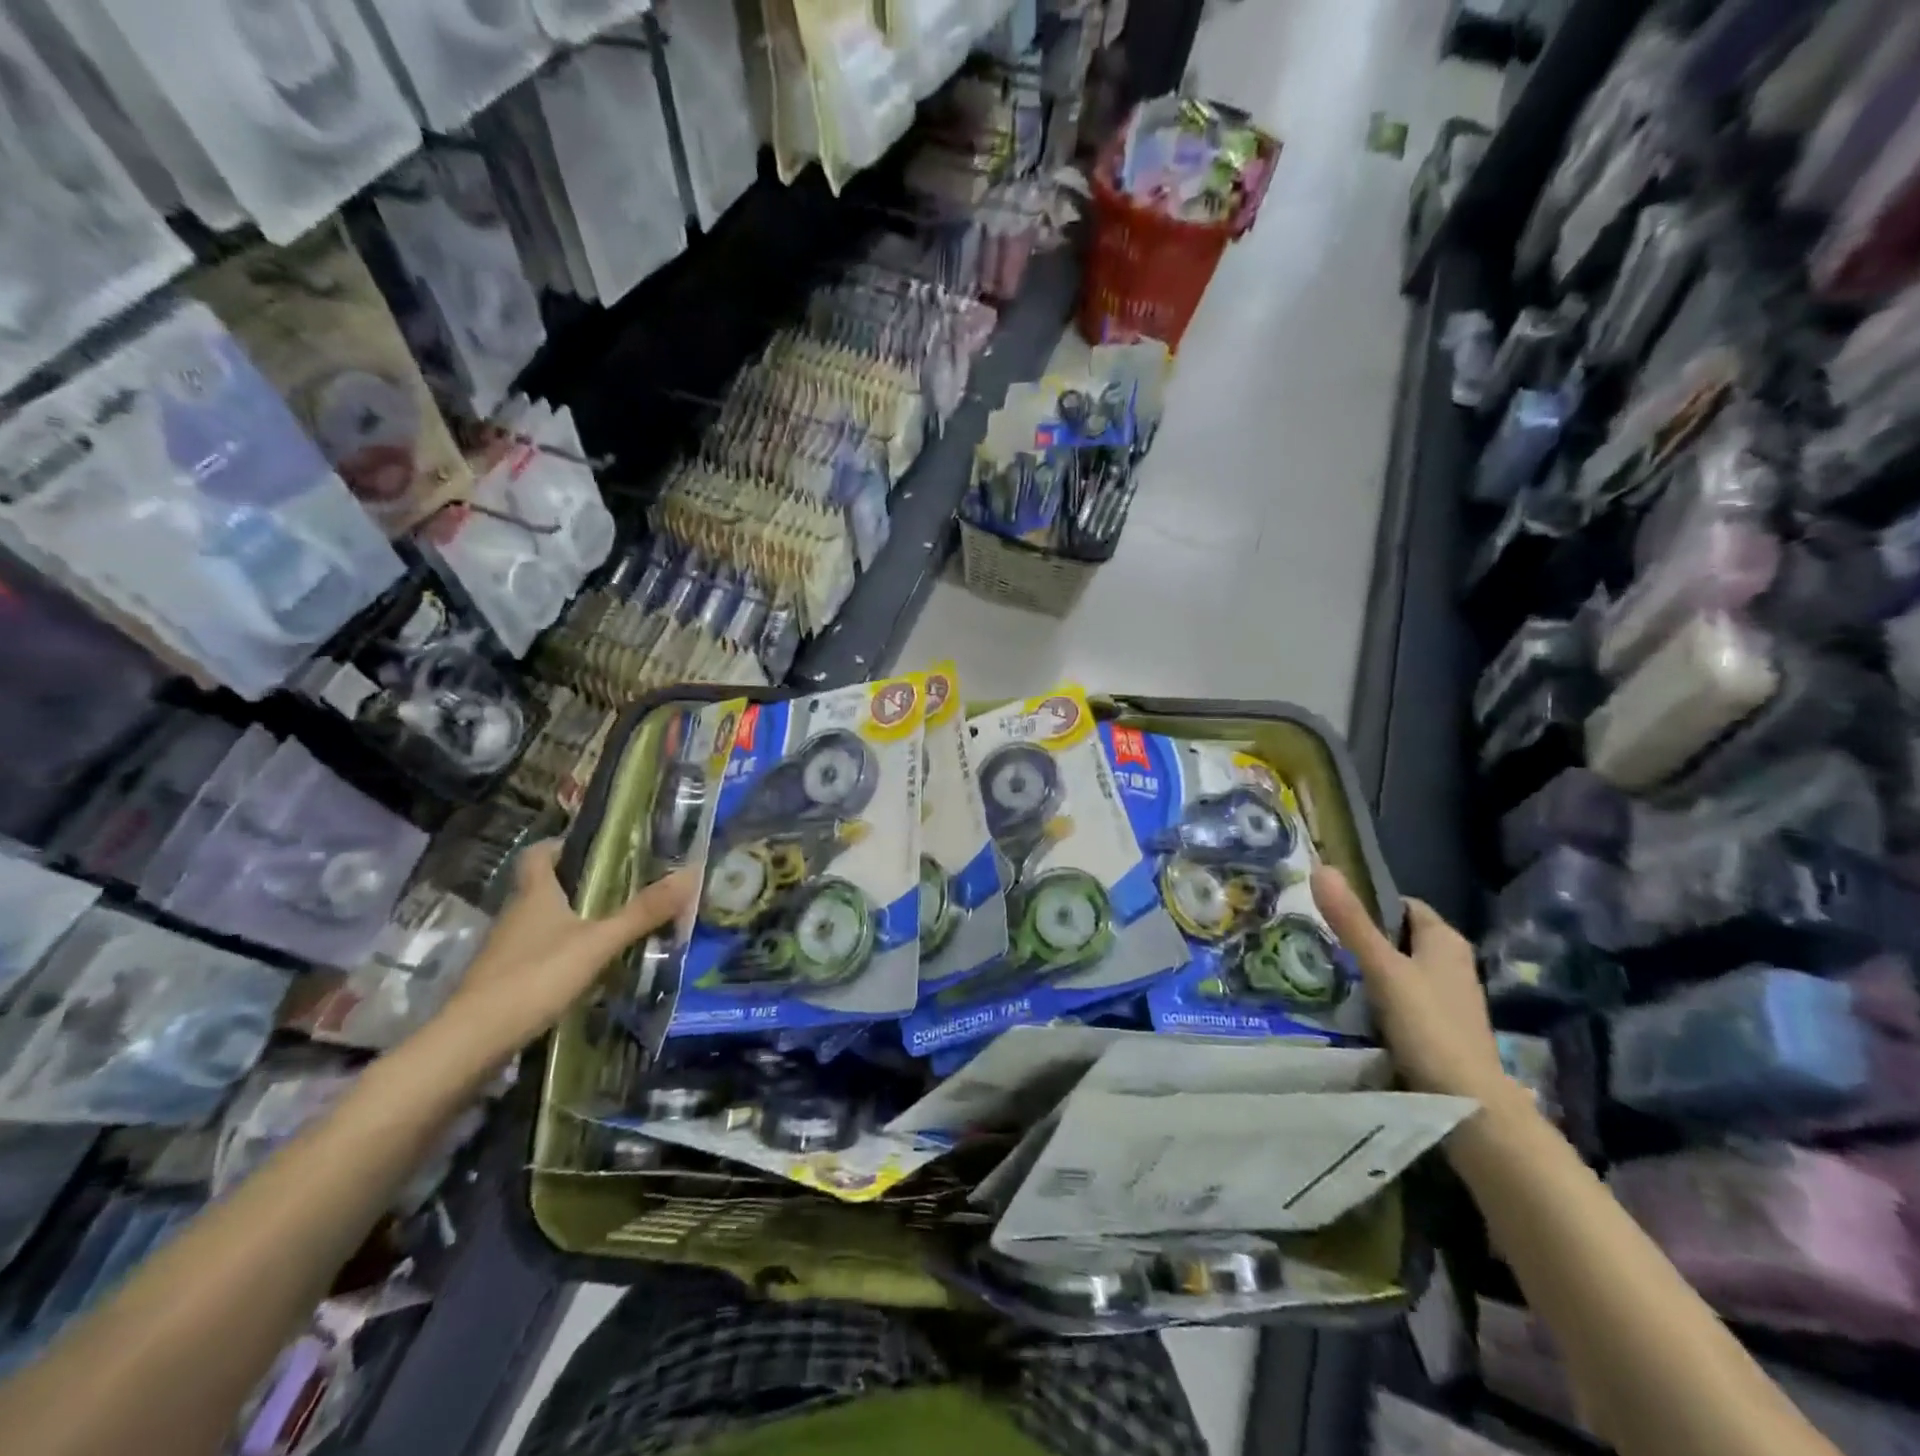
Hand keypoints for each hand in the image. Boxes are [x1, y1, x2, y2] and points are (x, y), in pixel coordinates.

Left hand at [438, 841, 697, 1058]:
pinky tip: (587, 968)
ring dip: (571, 921)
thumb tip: (690, 873)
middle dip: (578, 884)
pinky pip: (537, 954)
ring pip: (541, 923)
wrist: (471, 1042)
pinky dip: (561, 954)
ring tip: (613, 927)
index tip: (594, 848)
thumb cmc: (535, 977)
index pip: (538, 854)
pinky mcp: (503, 981)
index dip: (561, 845)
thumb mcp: (598, 942)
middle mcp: (515, 915)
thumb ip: (643, 912)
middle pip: (543, 887)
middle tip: (621, 887)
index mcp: (534, 895)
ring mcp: (505, 950)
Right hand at [1312, 867, 1509, 1104]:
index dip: (1369, 904)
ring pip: (1400, 970)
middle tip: (1319, 942)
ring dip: (1370, 970)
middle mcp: (1452, 963)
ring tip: (1327, 973)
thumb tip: (1321, 867)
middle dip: (1364, 938)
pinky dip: (1380, 999)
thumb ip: (1351, 922)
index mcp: (1445, 940)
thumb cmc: (1427, 1025)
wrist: (1467, 1103)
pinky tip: (1352, 1009)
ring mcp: (1448, 998)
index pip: (1402, 905)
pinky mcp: (1440, 1028)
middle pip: (1399, 938)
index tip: (1329, 912)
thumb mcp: (1382, 968)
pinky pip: (1403, 999)